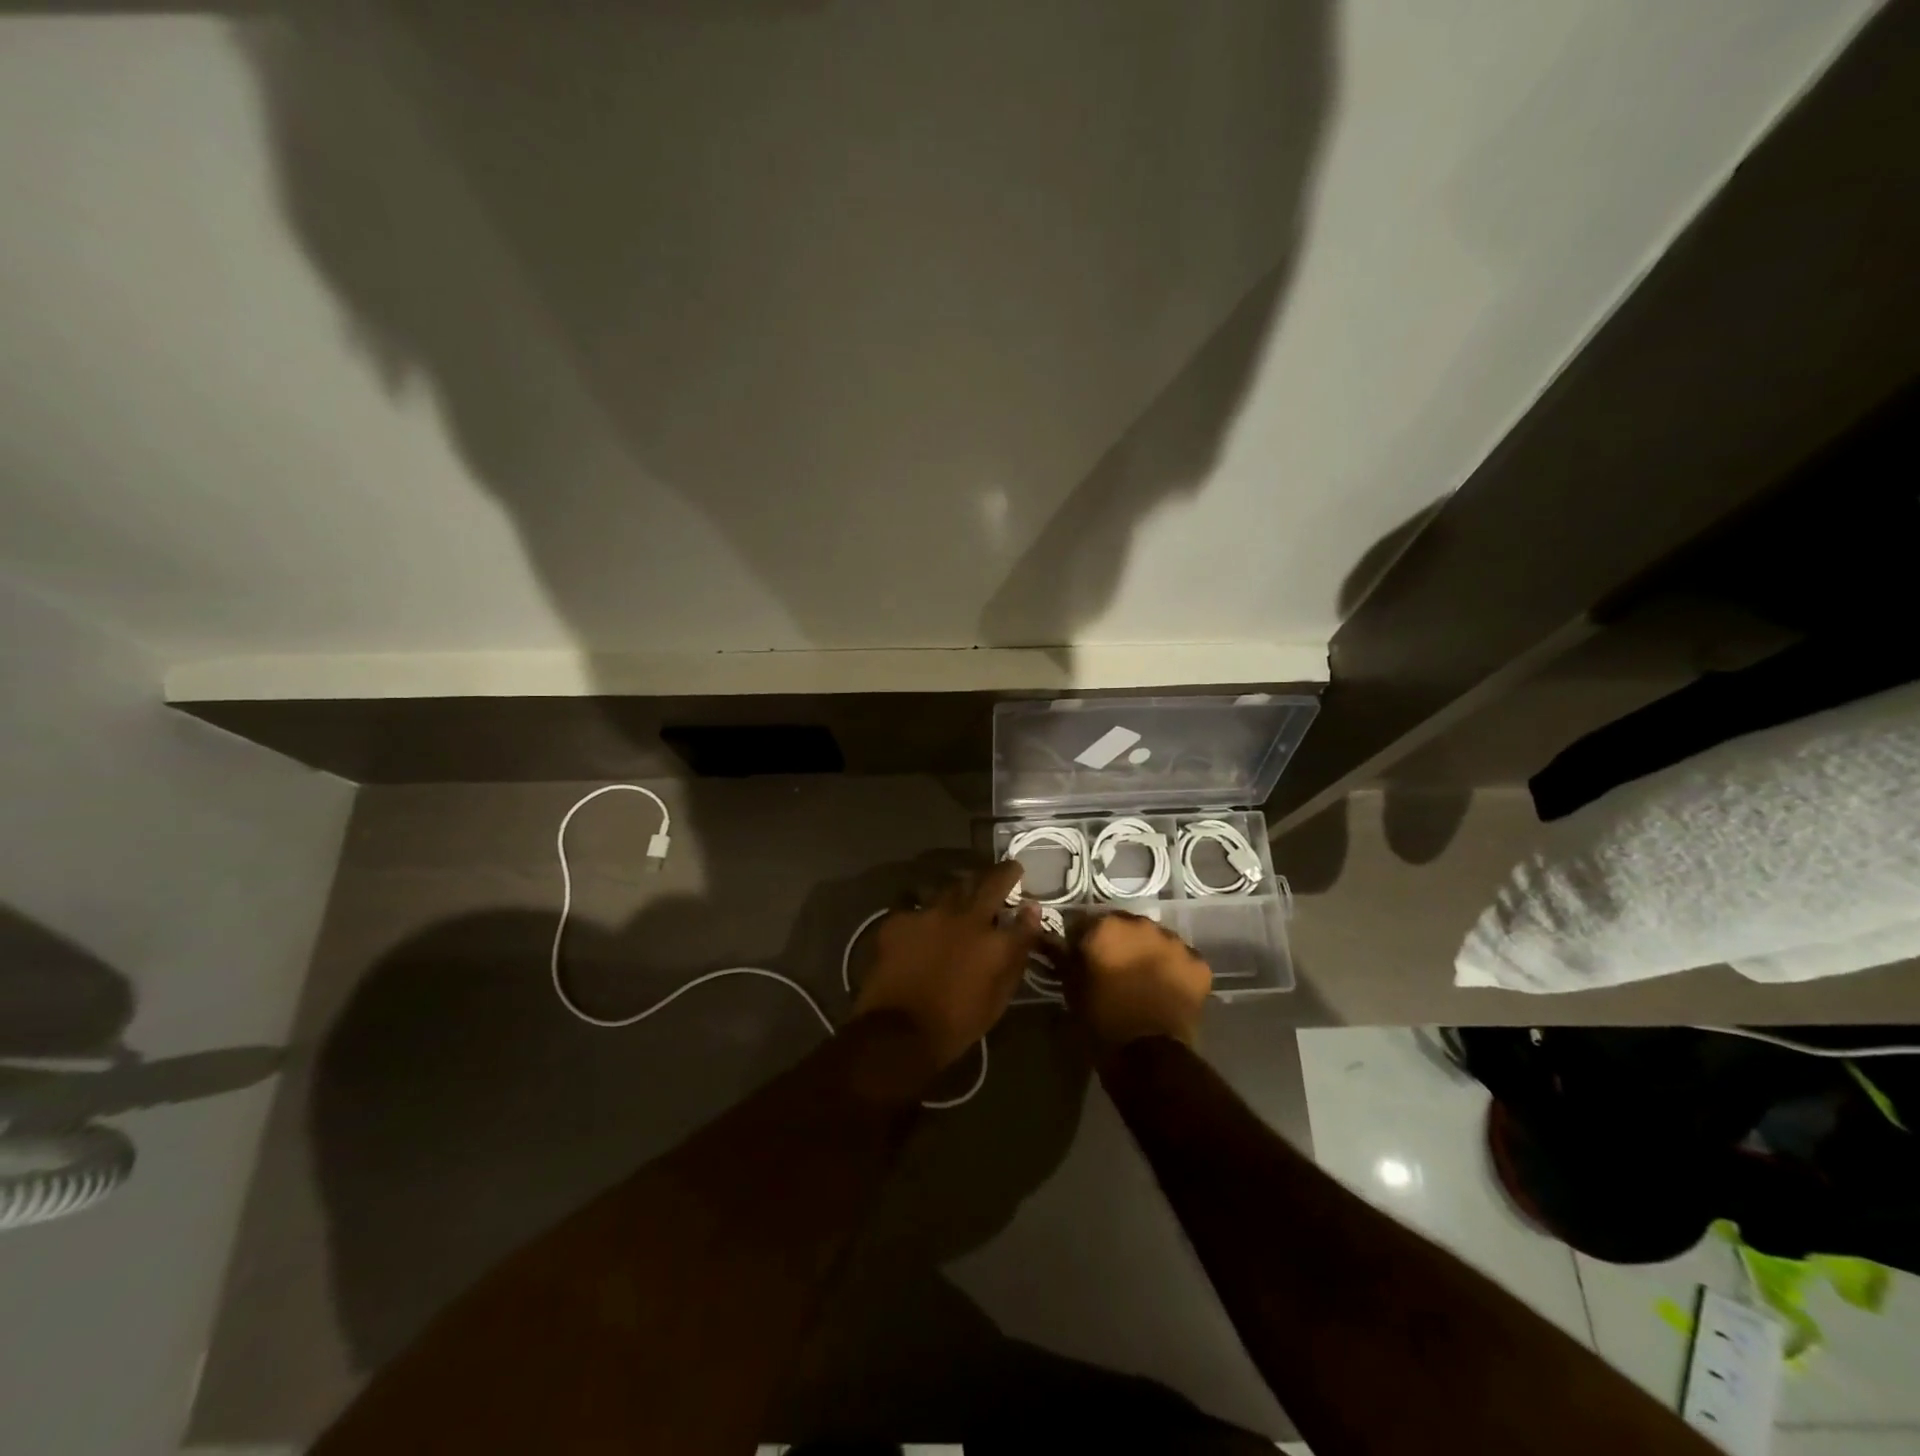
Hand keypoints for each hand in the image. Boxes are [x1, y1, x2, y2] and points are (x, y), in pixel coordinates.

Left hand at [853, 862, 1040, 1068]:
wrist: (897, 1032)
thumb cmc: (956, 1024)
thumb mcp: (997, 1000)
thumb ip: (1016, 958)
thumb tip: (1028, 926)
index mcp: (995, 942)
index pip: (1024, 917)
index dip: (1030, 909)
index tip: (1030, 903)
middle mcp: (966, 918)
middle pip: (990, 883)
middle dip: (1004, 873)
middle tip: (1009, 870)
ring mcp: (930, 913)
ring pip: (952, 887)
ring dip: (964, 888)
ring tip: (965, 893)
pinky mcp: (900, 919)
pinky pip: (917, 905)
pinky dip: (926, 911)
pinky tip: (924, 920)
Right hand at [1066, 911, 1211, 1052]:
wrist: (1147, 1056)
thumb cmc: (1100, 1018)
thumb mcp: (1070, 985)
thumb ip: (1060, 955)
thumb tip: (1046, 936)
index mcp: (1106, 926)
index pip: (1087, 923)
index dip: (1082, 941)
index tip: (1081, 960)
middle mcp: (1142, 924)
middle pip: (1125, 927)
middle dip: (1119, 943)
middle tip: (1114, 971)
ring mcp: (1174, 943)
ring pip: (1156, 941)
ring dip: (1148, 953)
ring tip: (1143, 982)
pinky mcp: (1198, 964)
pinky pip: (1182, 960)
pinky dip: (1175, 970)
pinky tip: (1167, 991)